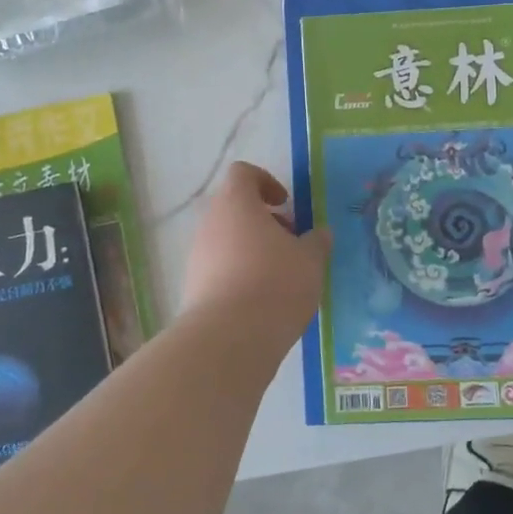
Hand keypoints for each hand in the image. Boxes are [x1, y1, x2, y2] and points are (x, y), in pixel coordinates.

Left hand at [181, 162, 330, 342]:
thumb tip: (320, 233)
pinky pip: (219, 269)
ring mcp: (197, 256)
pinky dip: (240, 275)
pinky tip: (263, 302)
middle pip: (235, 208)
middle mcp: (210, 223)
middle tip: (291, 243)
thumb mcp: (310, 260)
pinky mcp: (193, 287)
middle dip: (264, 221)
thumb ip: (317, 241)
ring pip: (227, 240)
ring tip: (281, 277)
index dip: (266, 182)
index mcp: (236, 203)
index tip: (286, 204)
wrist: (229, 339)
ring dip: (253, 250)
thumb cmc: (275, 284)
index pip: (243, 173)